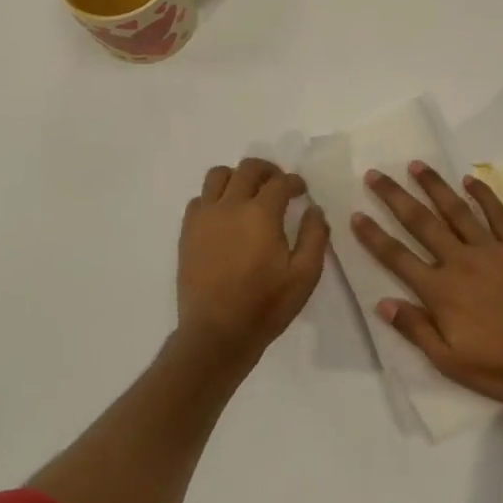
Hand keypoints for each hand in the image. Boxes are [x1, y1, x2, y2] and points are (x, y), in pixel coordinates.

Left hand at [177, 158, 328, 362]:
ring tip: (247, 194)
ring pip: (217, 175)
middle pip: (248, 168)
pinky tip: (224, 215)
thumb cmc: (266, 305)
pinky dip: (213, 198)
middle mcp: (230, 205)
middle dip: (267, 170)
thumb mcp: (305, 275)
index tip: (301, 190)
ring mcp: (204, 217)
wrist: (217, 333)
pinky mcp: (187, 232)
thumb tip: (314, 209)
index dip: (294, 182)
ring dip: (236, 177)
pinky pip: (198, 199)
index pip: (280, 182)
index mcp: (261, 213)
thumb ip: (315, 236)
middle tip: (278, 184)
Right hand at [353, 162, 502, 410]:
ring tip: (416, 165)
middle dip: (395, 197)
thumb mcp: (448, 360)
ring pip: (456, 210)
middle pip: (421, 223)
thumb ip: (415, 328)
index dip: (373, 236)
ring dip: (434, 186)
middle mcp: (460, 261)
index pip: (397, 256)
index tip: (356, 214)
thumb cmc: (498, 368)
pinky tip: (470, 180)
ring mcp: (491, 250)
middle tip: (375, 174)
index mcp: (440, 290)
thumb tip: (382, 302)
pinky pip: (498, 215)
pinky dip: (483, 195)